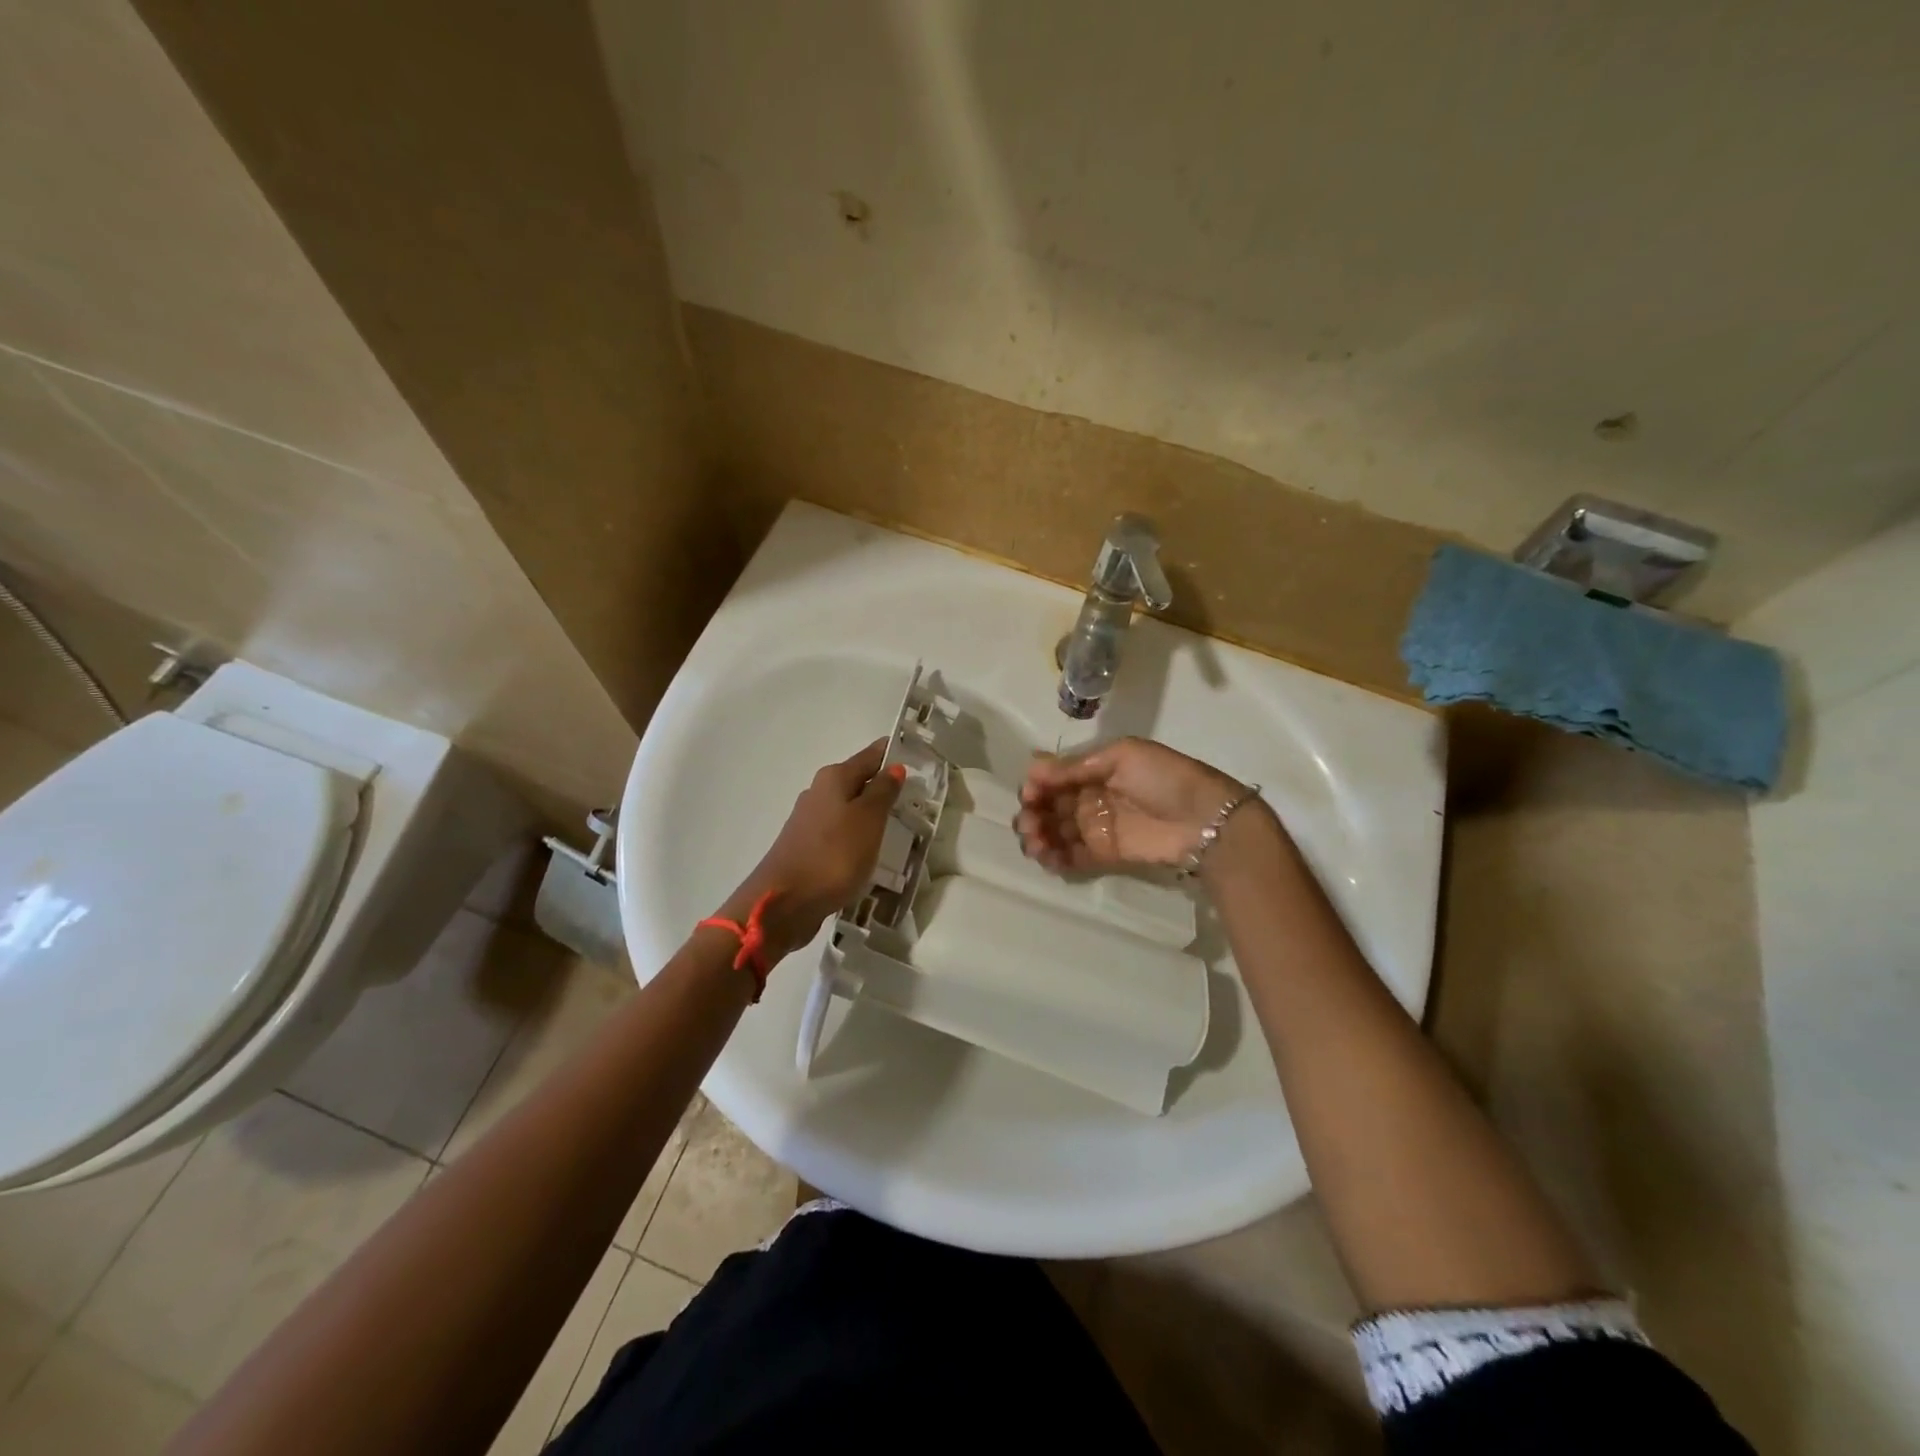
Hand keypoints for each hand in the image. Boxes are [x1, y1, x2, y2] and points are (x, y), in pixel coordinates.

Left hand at [719, 739, 905, 960]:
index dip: (893, 756)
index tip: (919, 760)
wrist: (784, 903)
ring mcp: (809, 821)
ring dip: (870, 814)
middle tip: (916, 798)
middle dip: (883, 787)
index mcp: (833, 778)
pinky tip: (870, 851)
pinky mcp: (806, 848)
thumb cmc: (834, 855)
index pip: (870, 756)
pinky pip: (840, 834)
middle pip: (857, 782)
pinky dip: (857, 837)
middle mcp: (818, 793)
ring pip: (848, 809)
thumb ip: (883, 791)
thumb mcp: (868, 820)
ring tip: (899, 827)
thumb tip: (893, 767)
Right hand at [1017, 736, 1245, 871]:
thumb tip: (1032, 767)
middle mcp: (1089, 798)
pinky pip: (1071, 858)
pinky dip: (1054, 859)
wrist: (1205, 819)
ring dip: (1038, 837)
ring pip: (1054, 833)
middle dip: (1031, 814)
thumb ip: (1076, 765)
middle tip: (1029, 824)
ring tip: (1037, 844)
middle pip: (1048, 807)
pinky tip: (1047, 858)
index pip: (1052, 777)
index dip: (1036, 786)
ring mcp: (1096, 828)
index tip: (1029, 795)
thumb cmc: (1164, 778)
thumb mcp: (1122, 756)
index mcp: (1093, 770)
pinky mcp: (1104, 855)